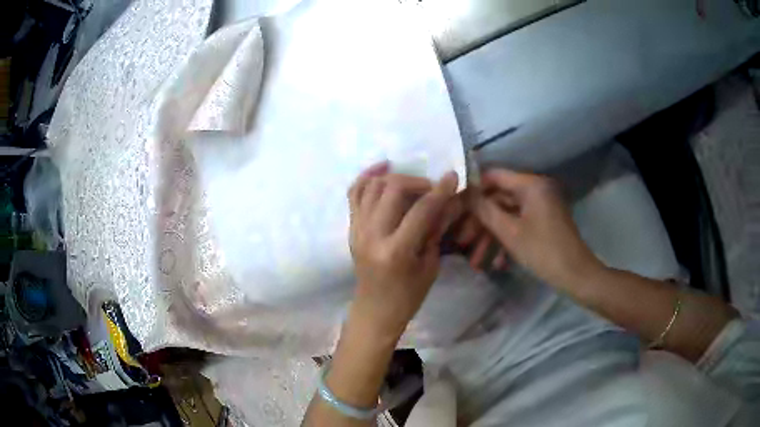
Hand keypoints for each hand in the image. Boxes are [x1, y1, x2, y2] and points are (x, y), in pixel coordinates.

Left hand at [347, 162, 459, 339]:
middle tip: (431, 188)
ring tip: (411, 182)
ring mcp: (357, 229)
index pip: (421, 210)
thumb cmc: (408, 295)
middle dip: (417, 181)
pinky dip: (367, 176)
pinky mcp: (351, 227)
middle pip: (392, 189)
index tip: (452, 177)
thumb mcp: (430, 266)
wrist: (375, 310)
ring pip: (372, 186)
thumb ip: (435, 230)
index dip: (440, 191)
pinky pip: (354, 193)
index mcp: (396, 251)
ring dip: (395, 178)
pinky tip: (382, 168)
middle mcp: (372, 235)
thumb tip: (446, 201)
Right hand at [471, 169, 601, 287]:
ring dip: (491, 238)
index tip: (455, 207)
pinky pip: (520, 225)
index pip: (495, 176)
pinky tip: (497, 264)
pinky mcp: (543, 222)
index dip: (474, 190)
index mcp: (531, 185)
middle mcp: (536, 190)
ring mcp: (540, 207)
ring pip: (508, 216)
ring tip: (476, 262)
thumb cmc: (543, 251)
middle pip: (500, 199)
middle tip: (461, 242)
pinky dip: (507, 241)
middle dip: (480, 223)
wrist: (575, 275)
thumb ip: (486, 210)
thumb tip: (466, 193)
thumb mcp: (510, 232)